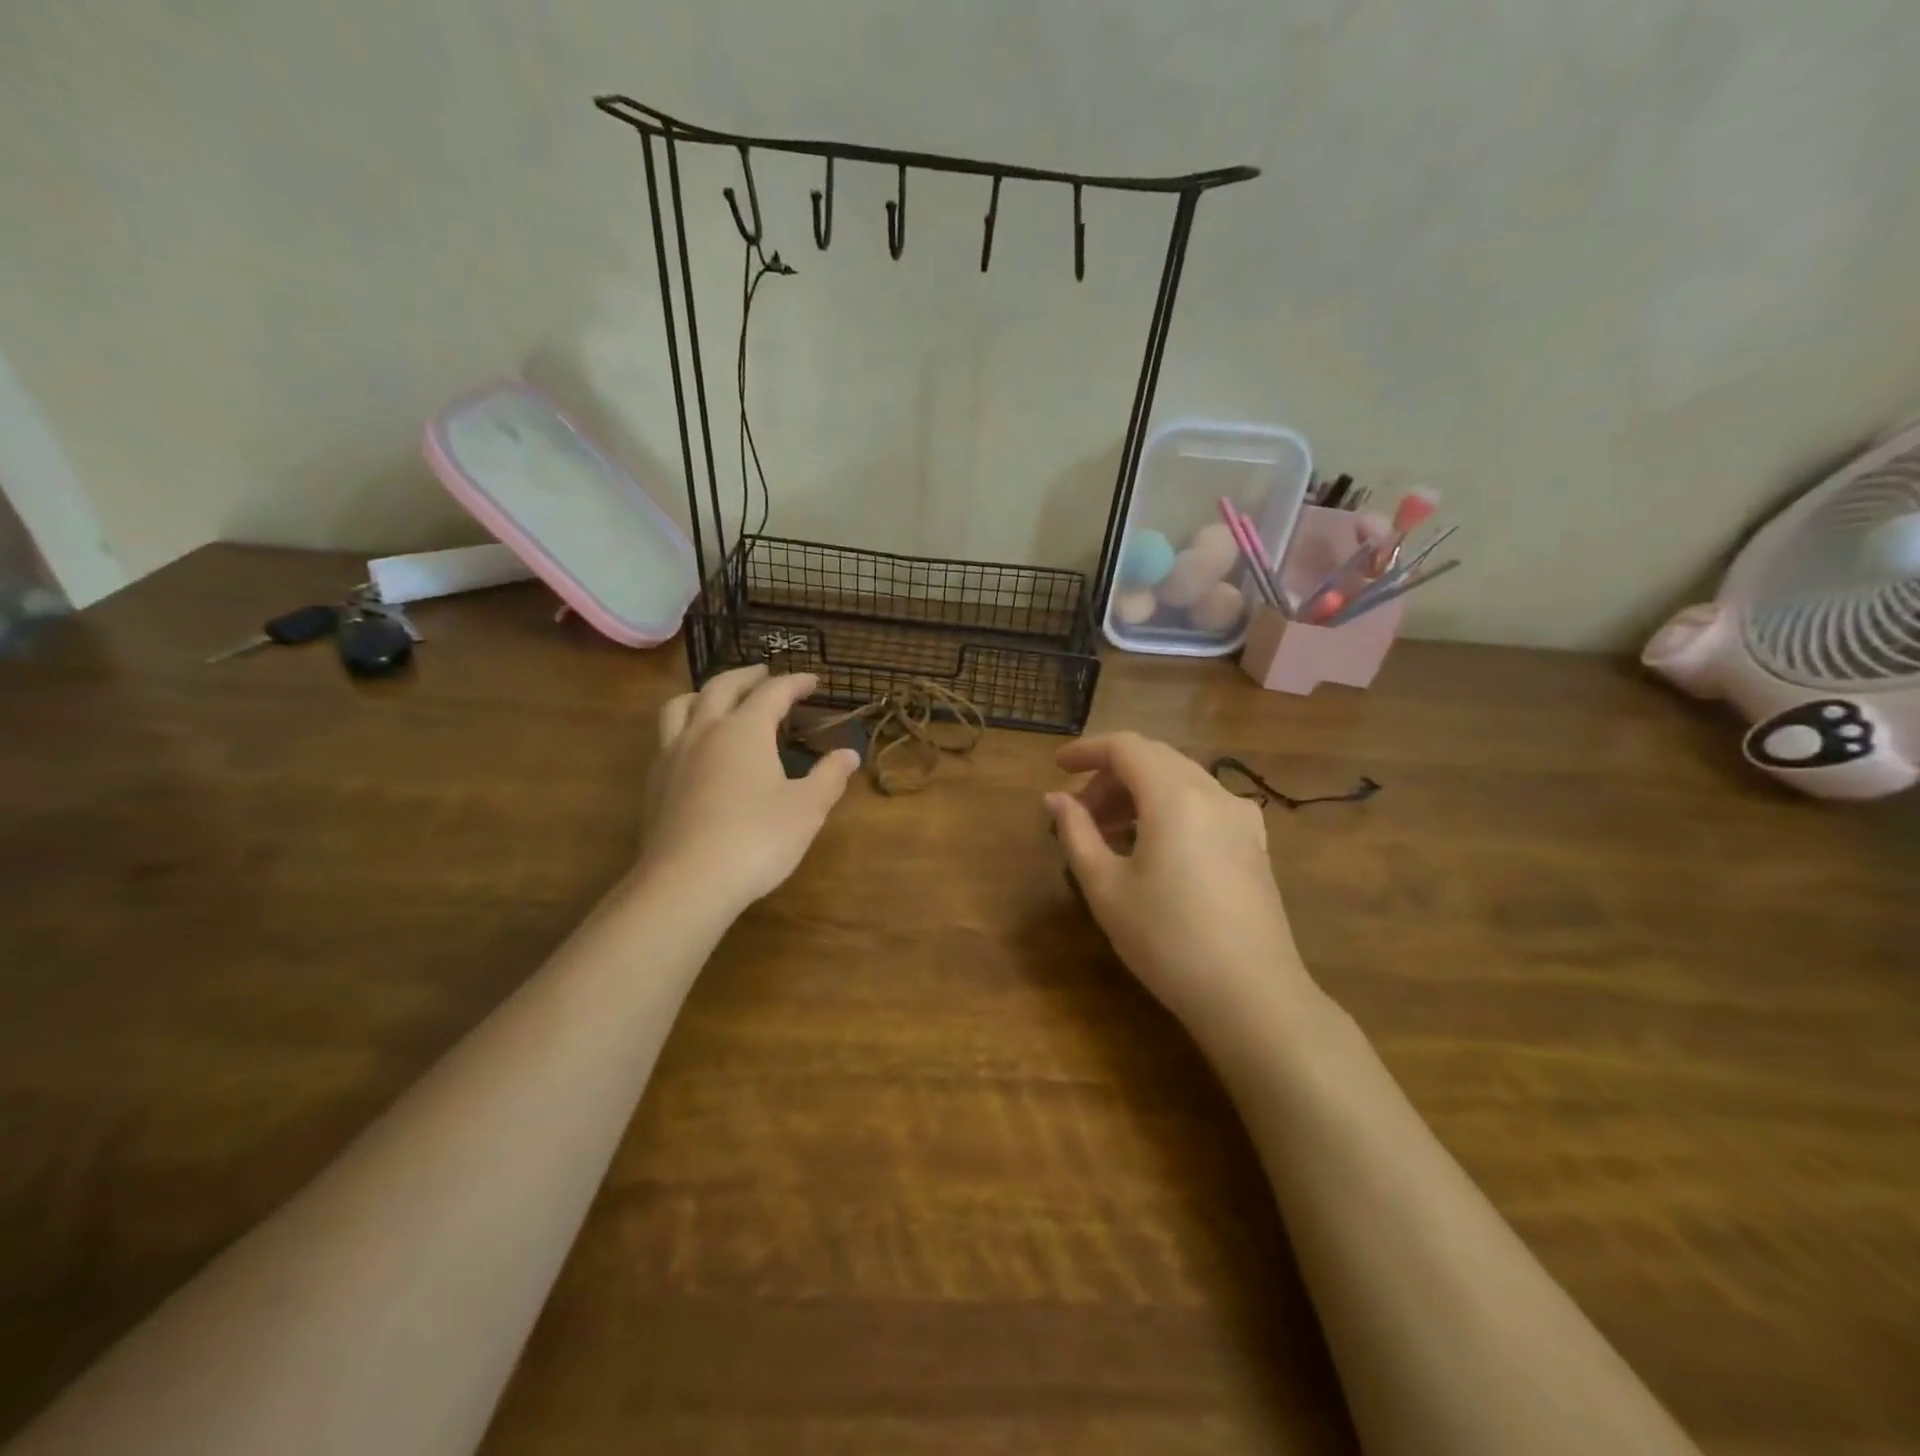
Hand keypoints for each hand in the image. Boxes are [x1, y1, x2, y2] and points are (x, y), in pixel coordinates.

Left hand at [640, 666, 859, 913]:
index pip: (772, 692)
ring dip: (704, 693)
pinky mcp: (656, 783)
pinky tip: (696, 747)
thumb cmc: (756, 840)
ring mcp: (673, 756)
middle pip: (722, 687)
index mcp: (744, 730)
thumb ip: (829, 776)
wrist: (686, 882)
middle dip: (747, 675)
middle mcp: (705, 731)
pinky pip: (667, 736)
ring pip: (682, 705)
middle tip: (765, 673)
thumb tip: (849, 753)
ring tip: (719, 698)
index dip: (795, 682)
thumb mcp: (806, 809)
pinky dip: (686, 725)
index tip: (813, 681)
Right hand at [1046, 732, 1313, 1038]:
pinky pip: (1203, 804)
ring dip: (1138, 793)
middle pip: (1154, 759)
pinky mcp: (1253, 843)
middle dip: (1110, 776)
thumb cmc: (1168, 940)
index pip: (1127, 747)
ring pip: (1180, 780)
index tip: (1057, 767)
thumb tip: (1055, 799)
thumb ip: (1076, 833)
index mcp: (1175, 796)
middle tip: (1077, 812)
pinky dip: (1168, 809)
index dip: (1088, 750)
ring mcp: (1241, 817)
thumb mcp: (1106, 888)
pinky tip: (1152, 846)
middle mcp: (1214, 793)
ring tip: (1106, 834)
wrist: (1252, 996)